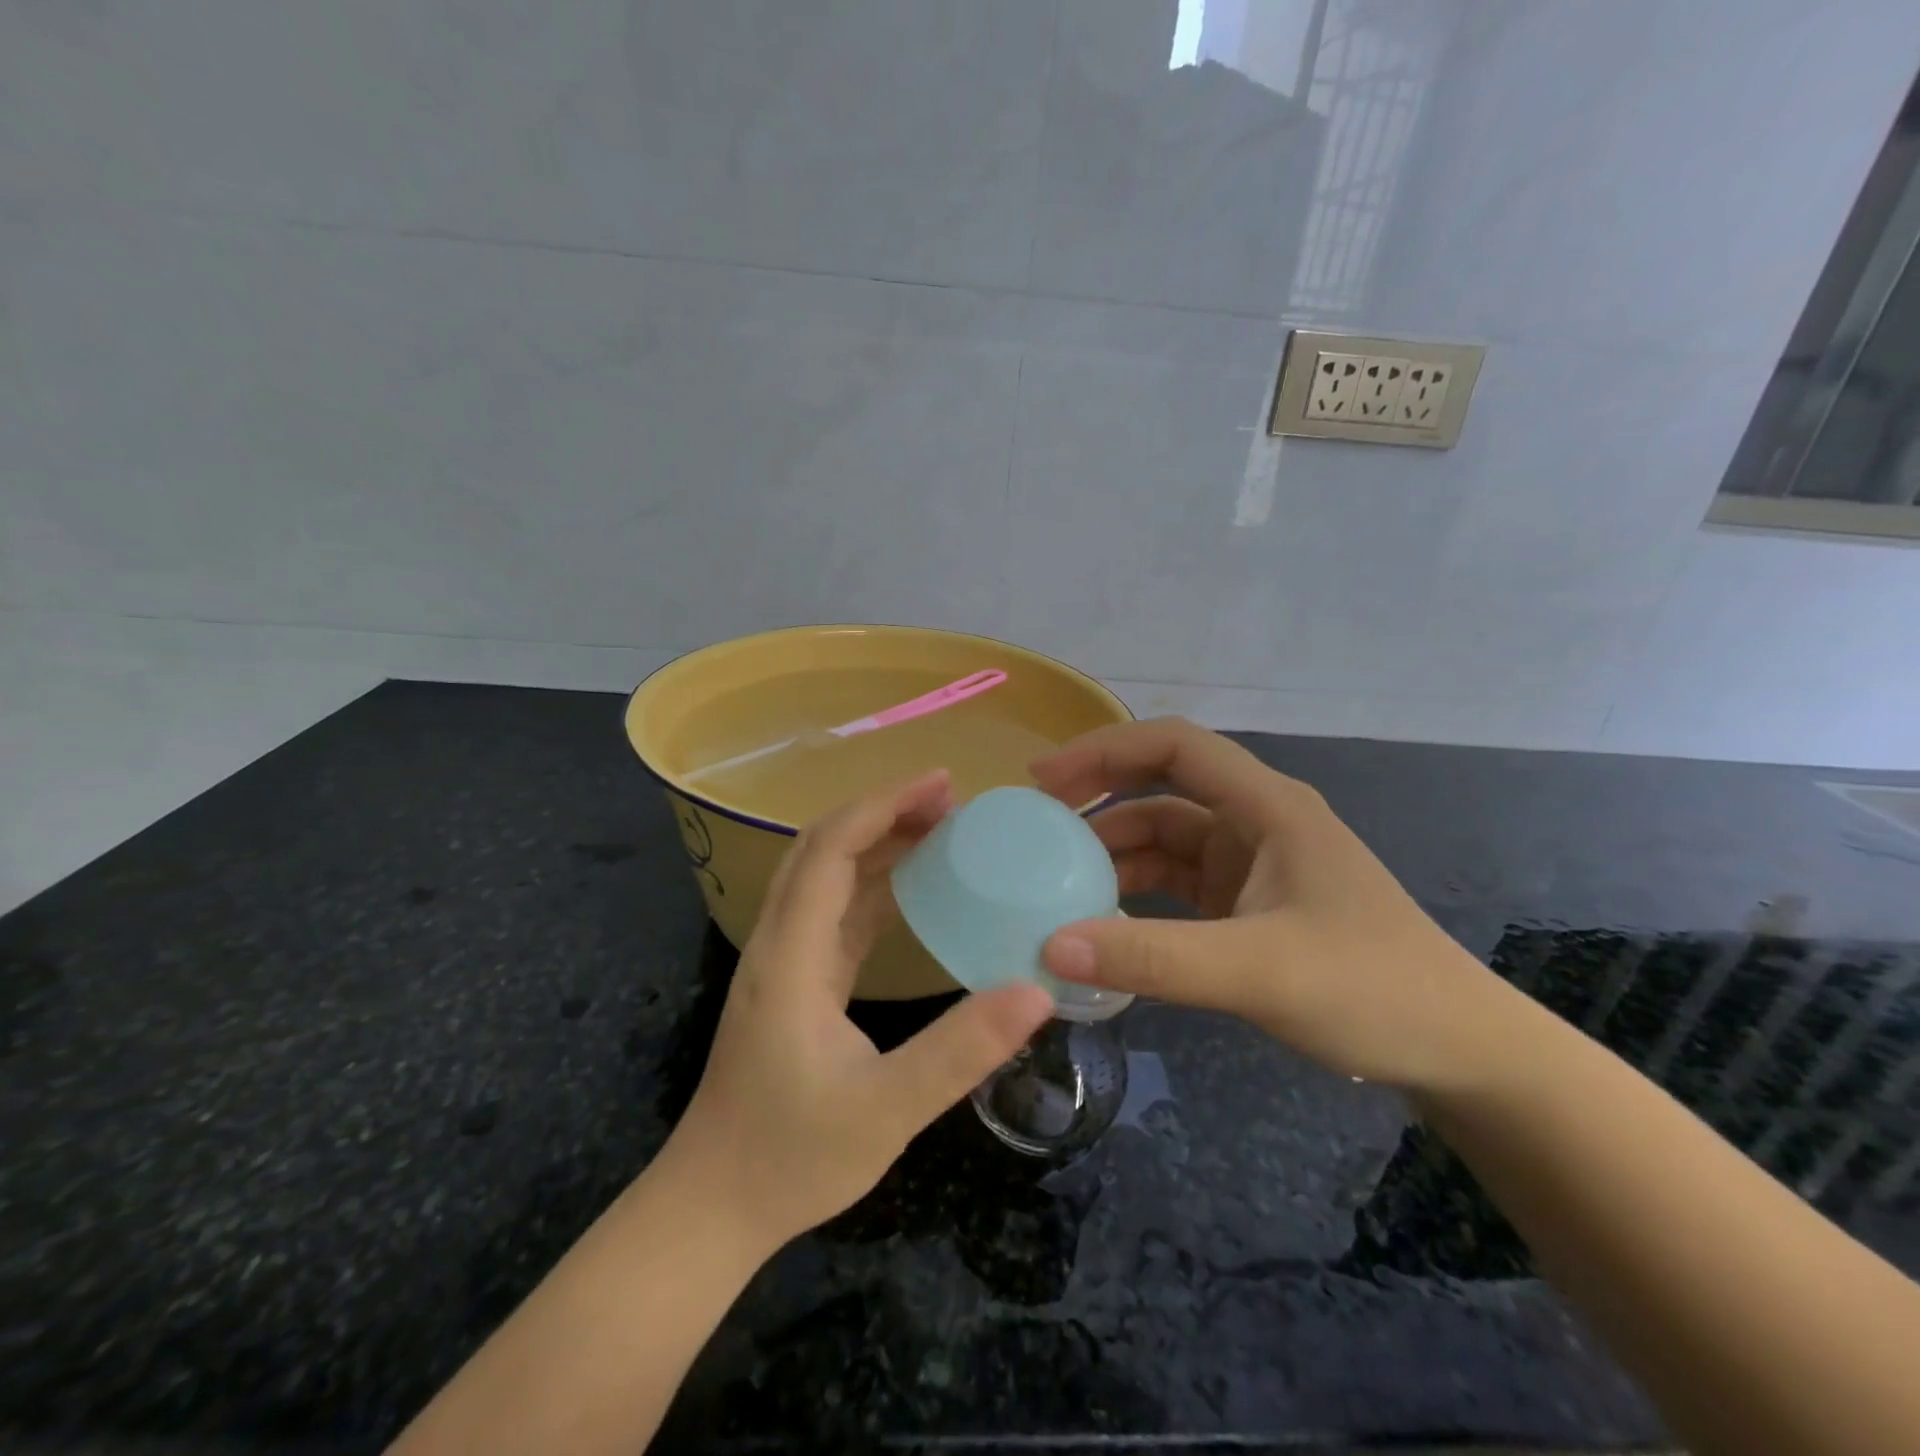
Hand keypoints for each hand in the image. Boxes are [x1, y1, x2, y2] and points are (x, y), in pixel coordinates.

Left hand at [664, 771, 1052, 1252]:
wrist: (712, 1207)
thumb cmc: (792, 1158)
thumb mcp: (887, 1110)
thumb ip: (961, 1050)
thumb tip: (1036, 990)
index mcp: (792, 955)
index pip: (830, 849)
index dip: (883, 805)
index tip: (941, 784)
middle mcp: (779, 942)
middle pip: (821, 847)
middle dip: (882, 811)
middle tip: (948, 801)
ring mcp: (782, 962)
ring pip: (824, 875)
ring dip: (876, 842)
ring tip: (938, 830)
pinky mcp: (793, 983)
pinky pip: (832, 912)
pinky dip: (871, 884)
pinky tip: (910, 890)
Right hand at [1032, 718, 1512, 1092]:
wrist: (1460, 1053)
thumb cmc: (1373, 990)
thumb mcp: (1258, 970)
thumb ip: (1154, 958)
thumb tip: (1051, 945)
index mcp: (1267, 806)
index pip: (1174, 746)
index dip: (1104, 750)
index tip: (1044, 779)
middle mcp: (1256, 822)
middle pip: (1162, 787)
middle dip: (1099, 796)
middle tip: (1035, 824)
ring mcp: (1253, 865)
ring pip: (1166, 838)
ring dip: (1114, 852)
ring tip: (1057, 878)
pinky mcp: (1249, 906)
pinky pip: (1178, 884)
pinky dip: (1137, 893)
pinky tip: (1104, 919)